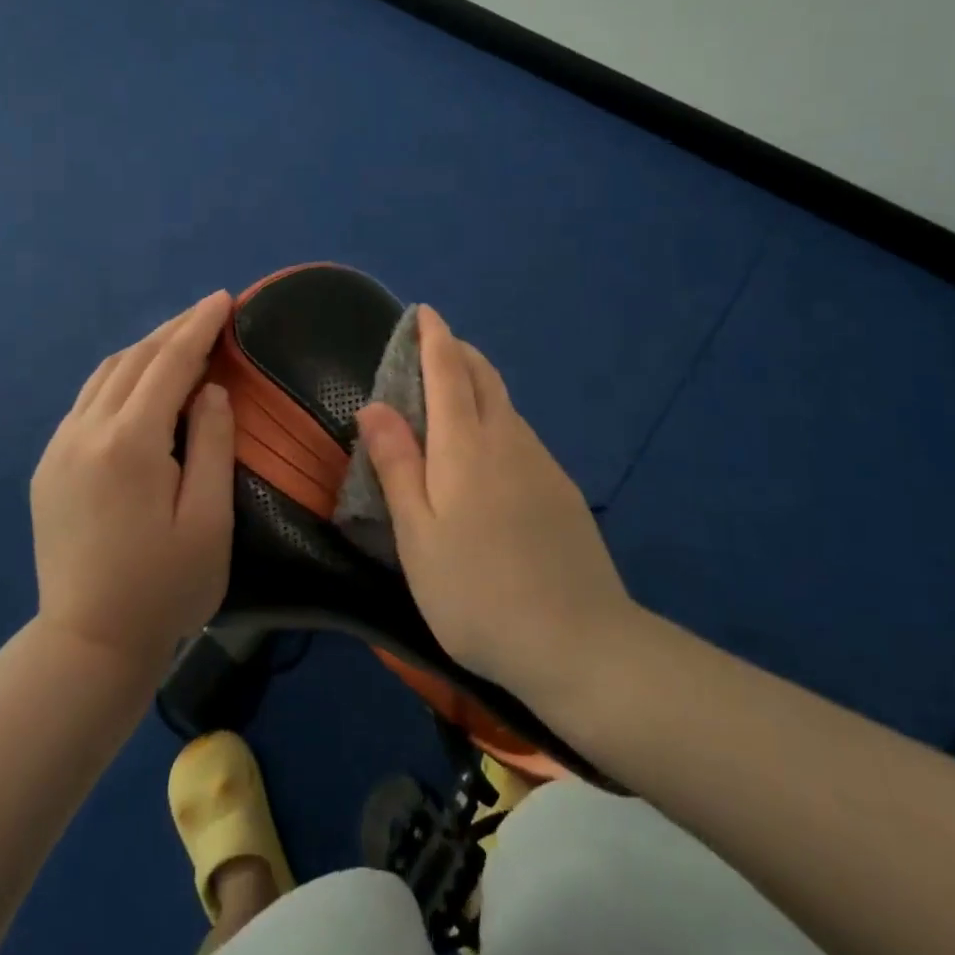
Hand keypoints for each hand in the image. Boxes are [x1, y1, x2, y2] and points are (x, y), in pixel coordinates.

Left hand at [30, 290, 235, 669]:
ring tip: (179, 339)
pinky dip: (119, 377)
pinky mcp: (48, 466)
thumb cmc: (164, 588)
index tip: (224, 298)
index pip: (169, 364)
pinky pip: (87, 401)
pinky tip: (139, 384)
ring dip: (144, 350)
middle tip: (209, 312)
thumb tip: (210, 390)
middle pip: (135, 360)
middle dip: (174, 330)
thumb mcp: (208, 520)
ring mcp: (60, 447)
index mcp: (130, 443)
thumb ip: (213, 445)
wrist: (87, 646)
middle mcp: (87, 432)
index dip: (199, 327)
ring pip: (105, 375)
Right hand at [355, 305, 634, 706]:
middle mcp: (507, 439)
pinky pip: (521, 434)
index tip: (424, 311)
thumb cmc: (478, 593)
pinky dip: (497, 417)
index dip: (434, 337)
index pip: (448, 370)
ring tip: (453, 393)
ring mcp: (541, 463)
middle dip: (459, 351)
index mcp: (465, 446)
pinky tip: (488, 451)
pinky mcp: (562, 489)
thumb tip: (374, 405)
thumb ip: (396, 466)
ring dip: (479, 383)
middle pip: (484, 376)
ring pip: (505, 404)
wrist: (581, 643)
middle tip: (435, 346)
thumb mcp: (417, 537)